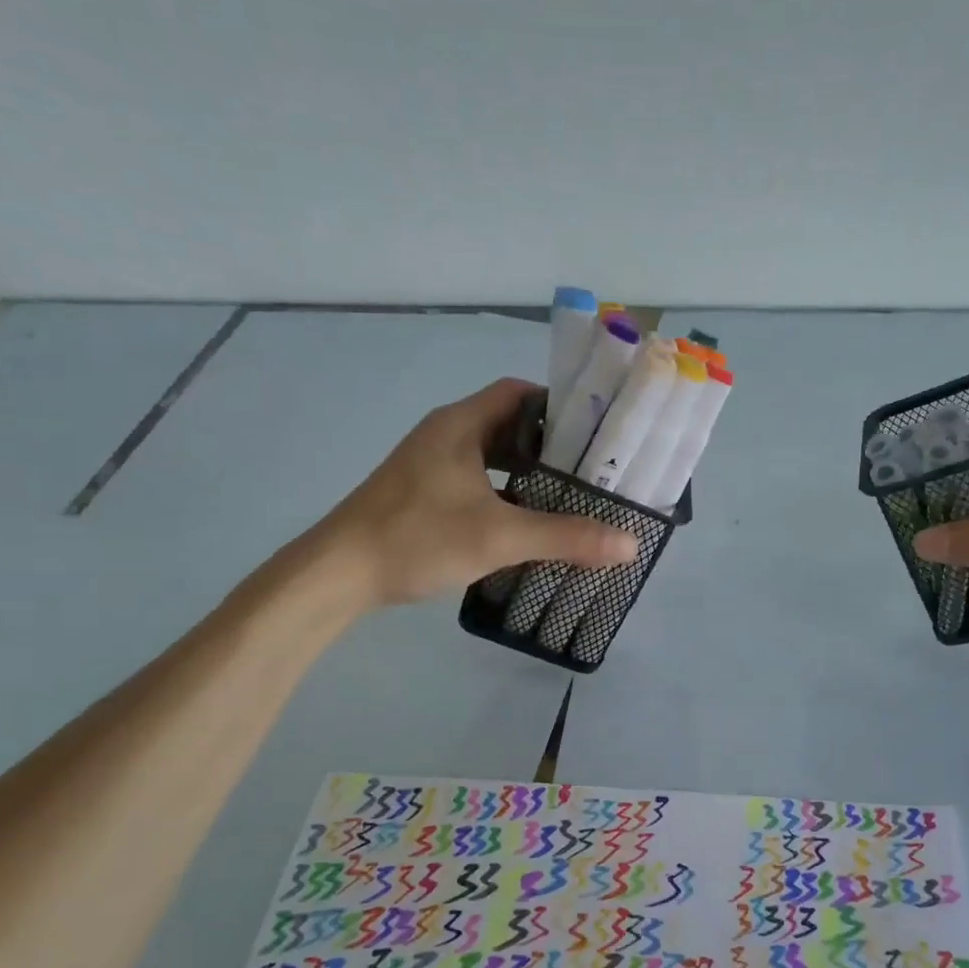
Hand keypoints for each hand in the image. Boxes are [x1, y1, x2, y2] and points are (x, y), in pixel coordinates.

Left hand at [295, 378, 638, 612]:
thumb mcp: (499, 536)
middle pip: (508, 426)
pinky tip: (526, 524)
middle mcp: (444, 436)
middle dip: (550, 447)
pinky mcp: (422, 496)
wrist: (338, 573)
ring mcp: (430, 467)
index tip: (597, 432)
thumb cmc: (417, 537)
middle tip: (592, 471)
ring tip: (569, 498)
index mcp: (460, 425)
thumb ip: (566, 538)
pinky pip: (476, 484)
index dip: (558, 406)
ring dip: (526, 475)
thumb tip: (630, 544)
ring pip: (490, 459)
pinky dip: (504, 496)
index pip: (518, 393)